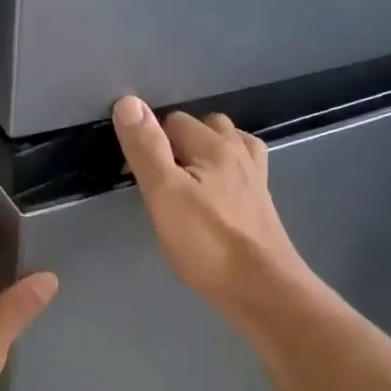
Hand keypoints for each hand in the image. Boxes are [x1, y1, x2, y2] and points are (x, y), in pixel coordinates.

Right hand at [110, 95, 310, 317]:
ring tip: (186, 176)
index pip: (174, 121)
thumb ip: (147, 148)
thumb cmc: (207, 243)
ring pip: (231, 147)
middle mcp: (240, 154)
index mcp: (215, 147)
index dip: (150, 139)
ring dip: (208, 151)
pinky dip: (228, 173)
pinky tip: (217, 193)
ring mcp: (256, 180)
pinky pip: (243, 173)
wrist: (262, 289)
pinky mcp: (261, 206)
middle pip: (208, 127)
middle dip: (180, 140)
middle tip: (157, 174)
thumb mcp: (165, 194)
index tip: (135, 170)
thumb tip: (128, 102)